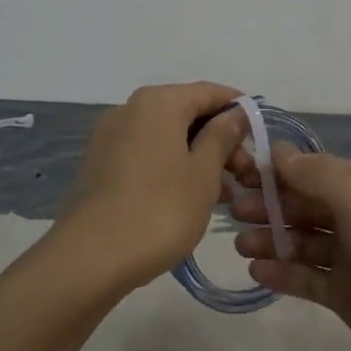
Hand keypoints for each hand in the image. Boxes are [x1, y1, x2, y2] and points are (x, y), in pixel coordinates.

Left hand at [57, 82, 248, 292]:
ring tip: (225, 194)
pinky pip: (147, 154)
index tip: (262, 136)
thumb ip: (222, 137)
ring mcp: (111, 137)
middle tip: (246, 175)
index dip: (239, 109)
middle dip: (220, 139)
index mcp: (158, 102)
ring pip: (167, 136)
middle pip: (187, 113)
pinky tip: (191, 198)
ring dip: (199, 157)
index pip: (210, 92)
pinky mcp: (101, 165)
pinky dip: (173, 167)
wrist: (88, 259)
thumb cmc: (158, 211)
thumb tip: (236, 113)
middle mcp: (131, 109)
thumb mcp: (203, 174)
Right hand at [230, 147, 350, 350]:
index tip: (238, 171)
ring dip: (272, 238)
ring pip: (303, 241)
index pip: (314, 169)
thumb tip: (277, 152)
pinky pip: (308, 279)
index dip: (277, 170)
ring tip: (240, 243)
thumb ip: (314, 174)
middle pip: (306, 204)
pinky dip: (283, 273)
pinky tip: (257, 271)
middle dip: (270, 204)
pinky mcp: (348, 297)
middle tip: (232, 209)